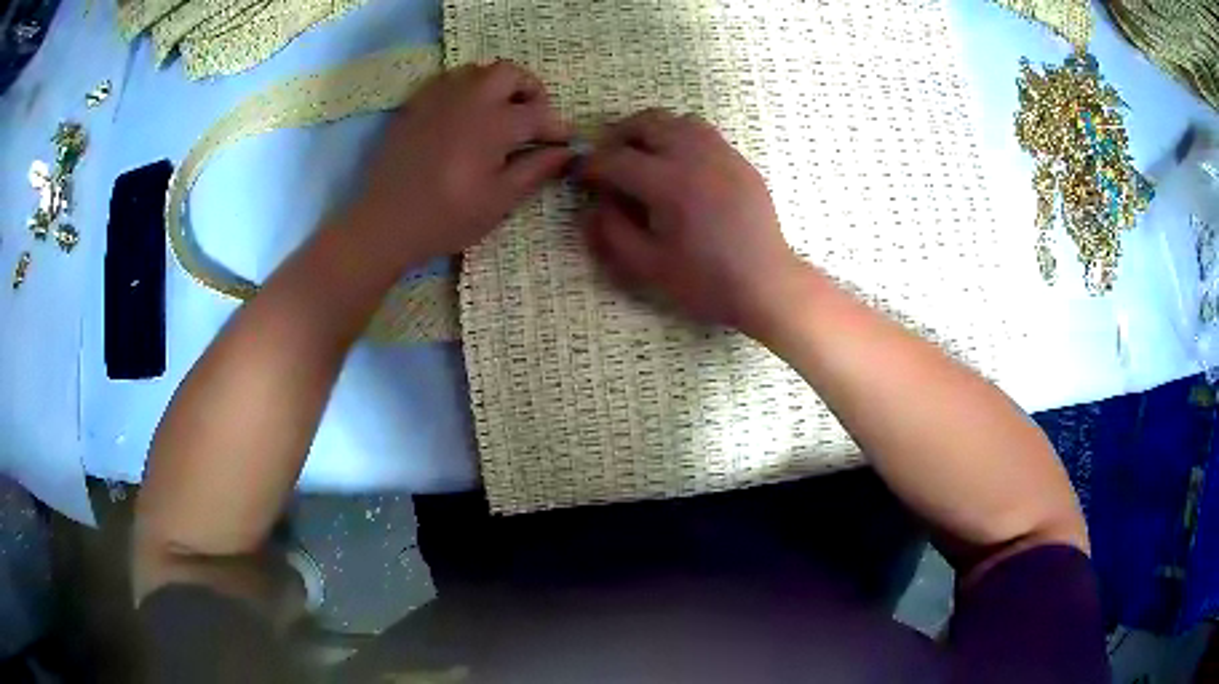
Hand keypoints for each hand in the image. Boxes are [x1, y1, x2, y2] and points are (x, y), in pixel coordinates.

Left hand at [353, 61, 573, 264]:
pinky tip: (464, 117)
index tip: (561, 145)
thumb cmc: (446, 218)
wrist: (384, 224)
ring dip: (496, 86)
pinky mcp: (415, 106)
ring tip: (498, 115)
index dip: (556, 128)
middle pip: (510, 73)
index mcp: (494, 124)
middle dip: (529, 91)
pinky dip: (465, 90)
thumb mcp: (498, 201)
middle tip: (531, 119)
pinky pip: (447, 82)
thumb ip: (535, 170)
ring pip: (477, 71)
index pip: (538, 113)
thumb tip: (566, 152)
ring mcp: (438, 99)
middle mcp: (469, 99)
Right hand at [578, 109, 807, 336]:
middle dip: (618, 137)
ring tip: (642, 157)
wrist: (765, 284)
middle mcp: (695, 156)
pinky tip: (679, 165)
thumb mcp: (648, 266)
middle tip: (608, 161)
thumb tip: (593, 205)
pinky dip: (680, 137)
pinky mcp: (740, 161)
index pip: (616, 159)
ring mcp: (722, 154)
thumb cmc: (706, 281)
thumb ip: (611, 232)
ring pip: (677, 120)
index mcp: (668, 183)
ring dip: (651, 132)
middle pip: (646, 124)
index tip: (579, 175)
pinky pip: (703, 132)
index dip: (591, 165)